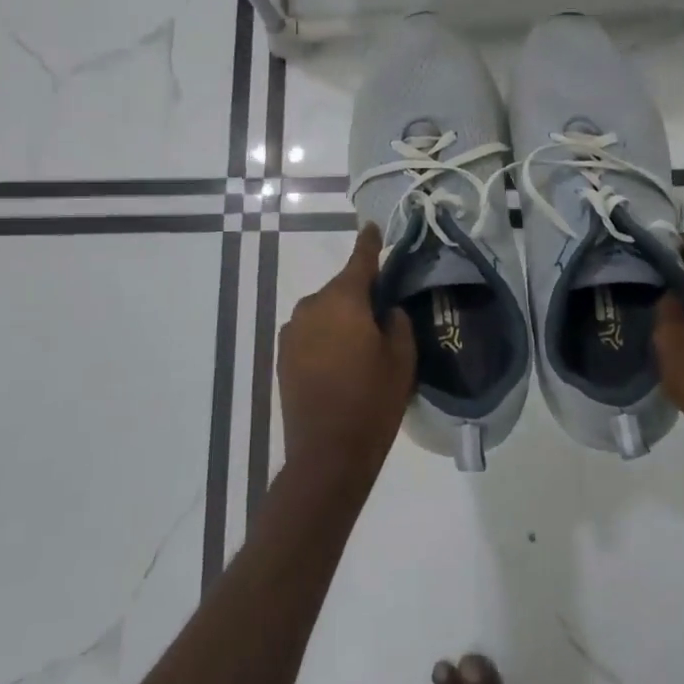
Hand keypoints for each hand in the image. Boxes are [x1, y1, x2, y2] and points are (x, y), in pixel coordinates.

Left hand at [278, 225, 415, 491]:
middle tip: (382, 315)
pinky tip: (340, 362)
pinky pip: (311, 332)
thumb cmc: (372, 402)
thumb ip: (396, 322)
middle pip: (342, 289)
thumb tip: (385, 310)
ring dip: (341, 318)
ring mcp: (292, 331)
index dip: (369, 244)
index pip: (360, 260)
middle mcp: (311, 306)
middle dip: (360, 295)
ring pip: (324, 311)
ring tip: (361, 345)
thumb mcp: (401, 359)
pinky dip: (326, 337)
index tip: (372, 228)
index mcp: (343, 300)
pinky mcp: (282, 355)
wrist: (327, 455)